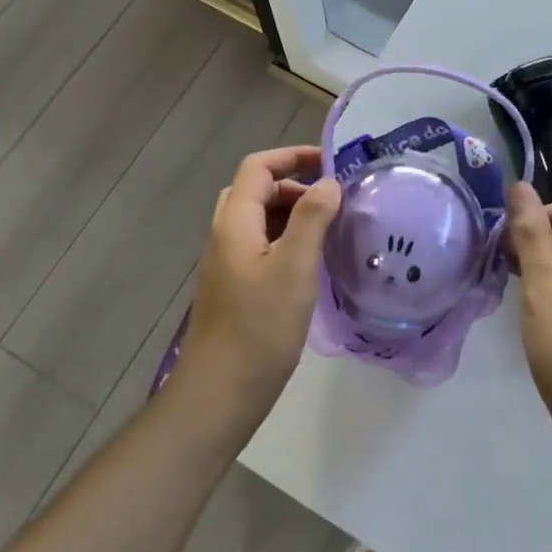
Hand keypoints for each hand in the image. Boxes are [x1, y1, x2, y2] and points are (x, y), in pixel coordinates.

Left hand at [173, 146, 340, 422]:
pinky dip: (286, 238)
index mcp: (235, 223)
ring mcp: (227, 263)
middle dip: (295, 184)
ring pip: (259, 219)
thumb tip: (328, 182)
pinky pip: (260, 244)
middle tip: (332, 198)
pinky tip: (311, 261)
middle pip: (256, 190)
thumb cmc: (259, 328)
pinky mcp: (234, 287)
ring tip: (329, 226)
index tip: (330, 162)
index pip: (258, 167)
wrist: (219, 395)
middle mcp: (225, 235)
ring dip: (292, 212)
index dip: (292, 156)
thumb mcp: (294, 268)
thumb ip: (312, 218)